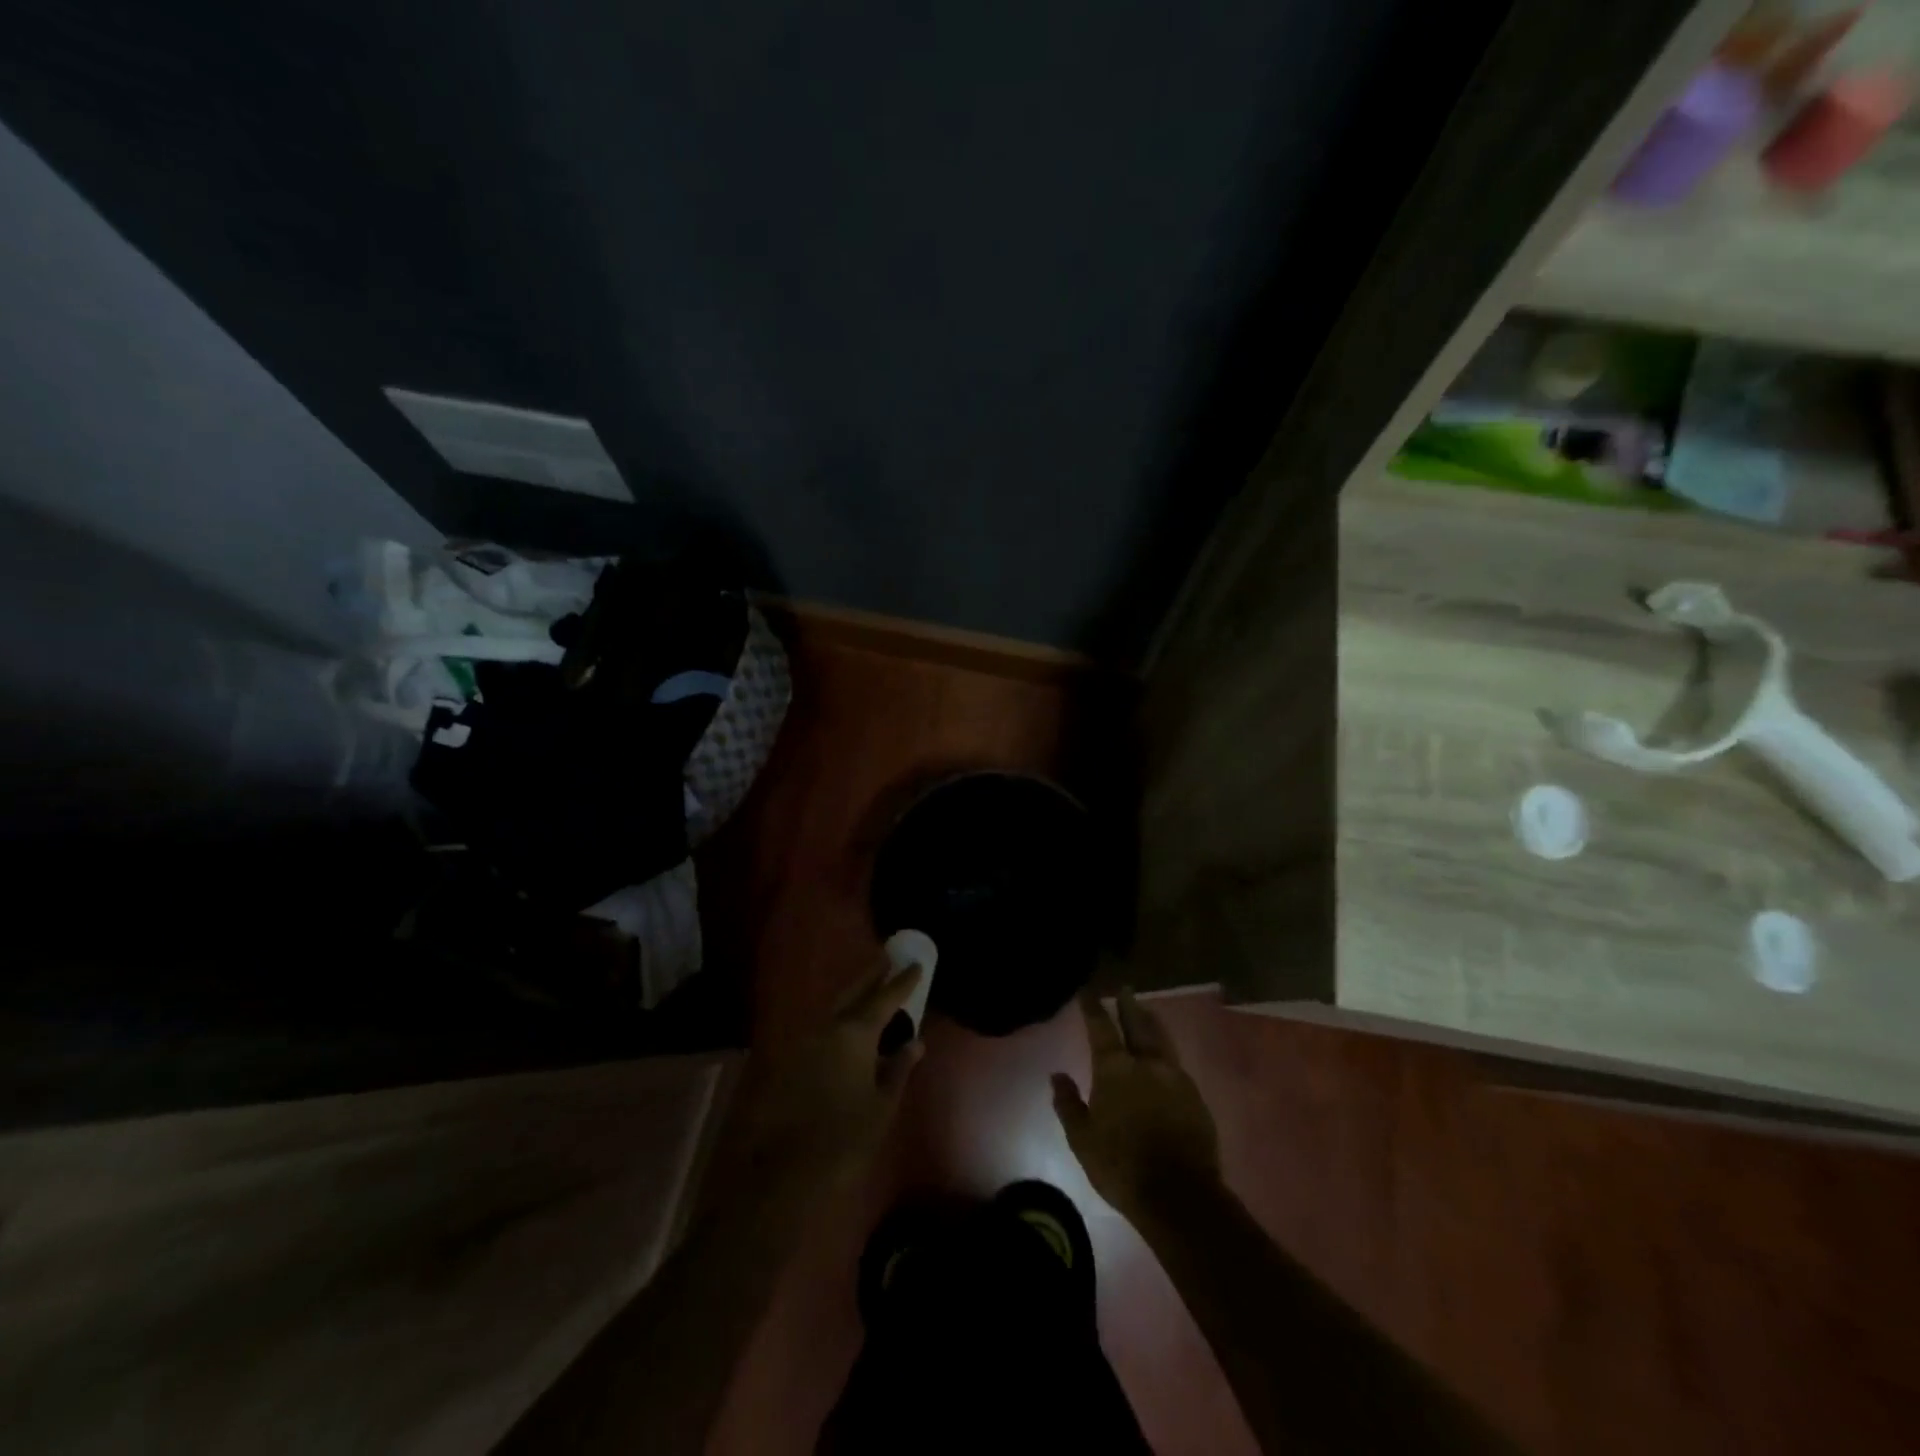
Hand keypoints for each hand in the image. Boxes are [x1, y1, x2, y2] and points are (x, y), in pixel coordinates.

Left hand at [711, 958, 925, 1209]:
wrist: (786, 1172)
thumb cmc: (845, 1138)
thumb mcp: (882, 1105)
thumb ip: (898, 1068)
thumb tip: (914, 1042)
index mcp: (855, 1034)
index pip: (884, 999)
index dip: (902, 982)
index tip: (915, 965)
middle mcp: (827, 1028)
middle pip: (853, 992)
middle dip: (871, 976)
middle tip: (887, 958)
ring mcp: (804, 1042)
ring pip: (834, 1009)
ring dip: (853, 996)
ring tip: (870, 989)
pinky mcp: (790, 1061)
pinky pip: (821, 1029)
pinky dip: (838, 1020)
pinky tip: (846, 1028)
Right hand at [1052, 990, 1221, 1225]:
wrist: (1179, 1194)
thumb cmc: (1121, 1165)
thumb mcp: (1082, 1139)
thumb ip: (1068, 1103)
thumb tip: (1057, 1075)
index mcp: (1115, 1069)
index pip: (1101, 1028)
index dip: (1093, 1007)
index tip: (1088, 991)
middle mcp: (1146, 1063)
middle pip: (1137, 1024)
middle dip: (1128, 1005)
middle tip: (1125, 988)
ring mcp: (1175, 1078)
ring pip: (1161, 1040)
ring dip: (1151, 1023)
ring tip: (1147, 1011)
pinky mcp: (1195, 1097)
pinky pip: (1176, 1064)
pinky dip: (1166, 1053)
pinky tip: (1164, 1058)